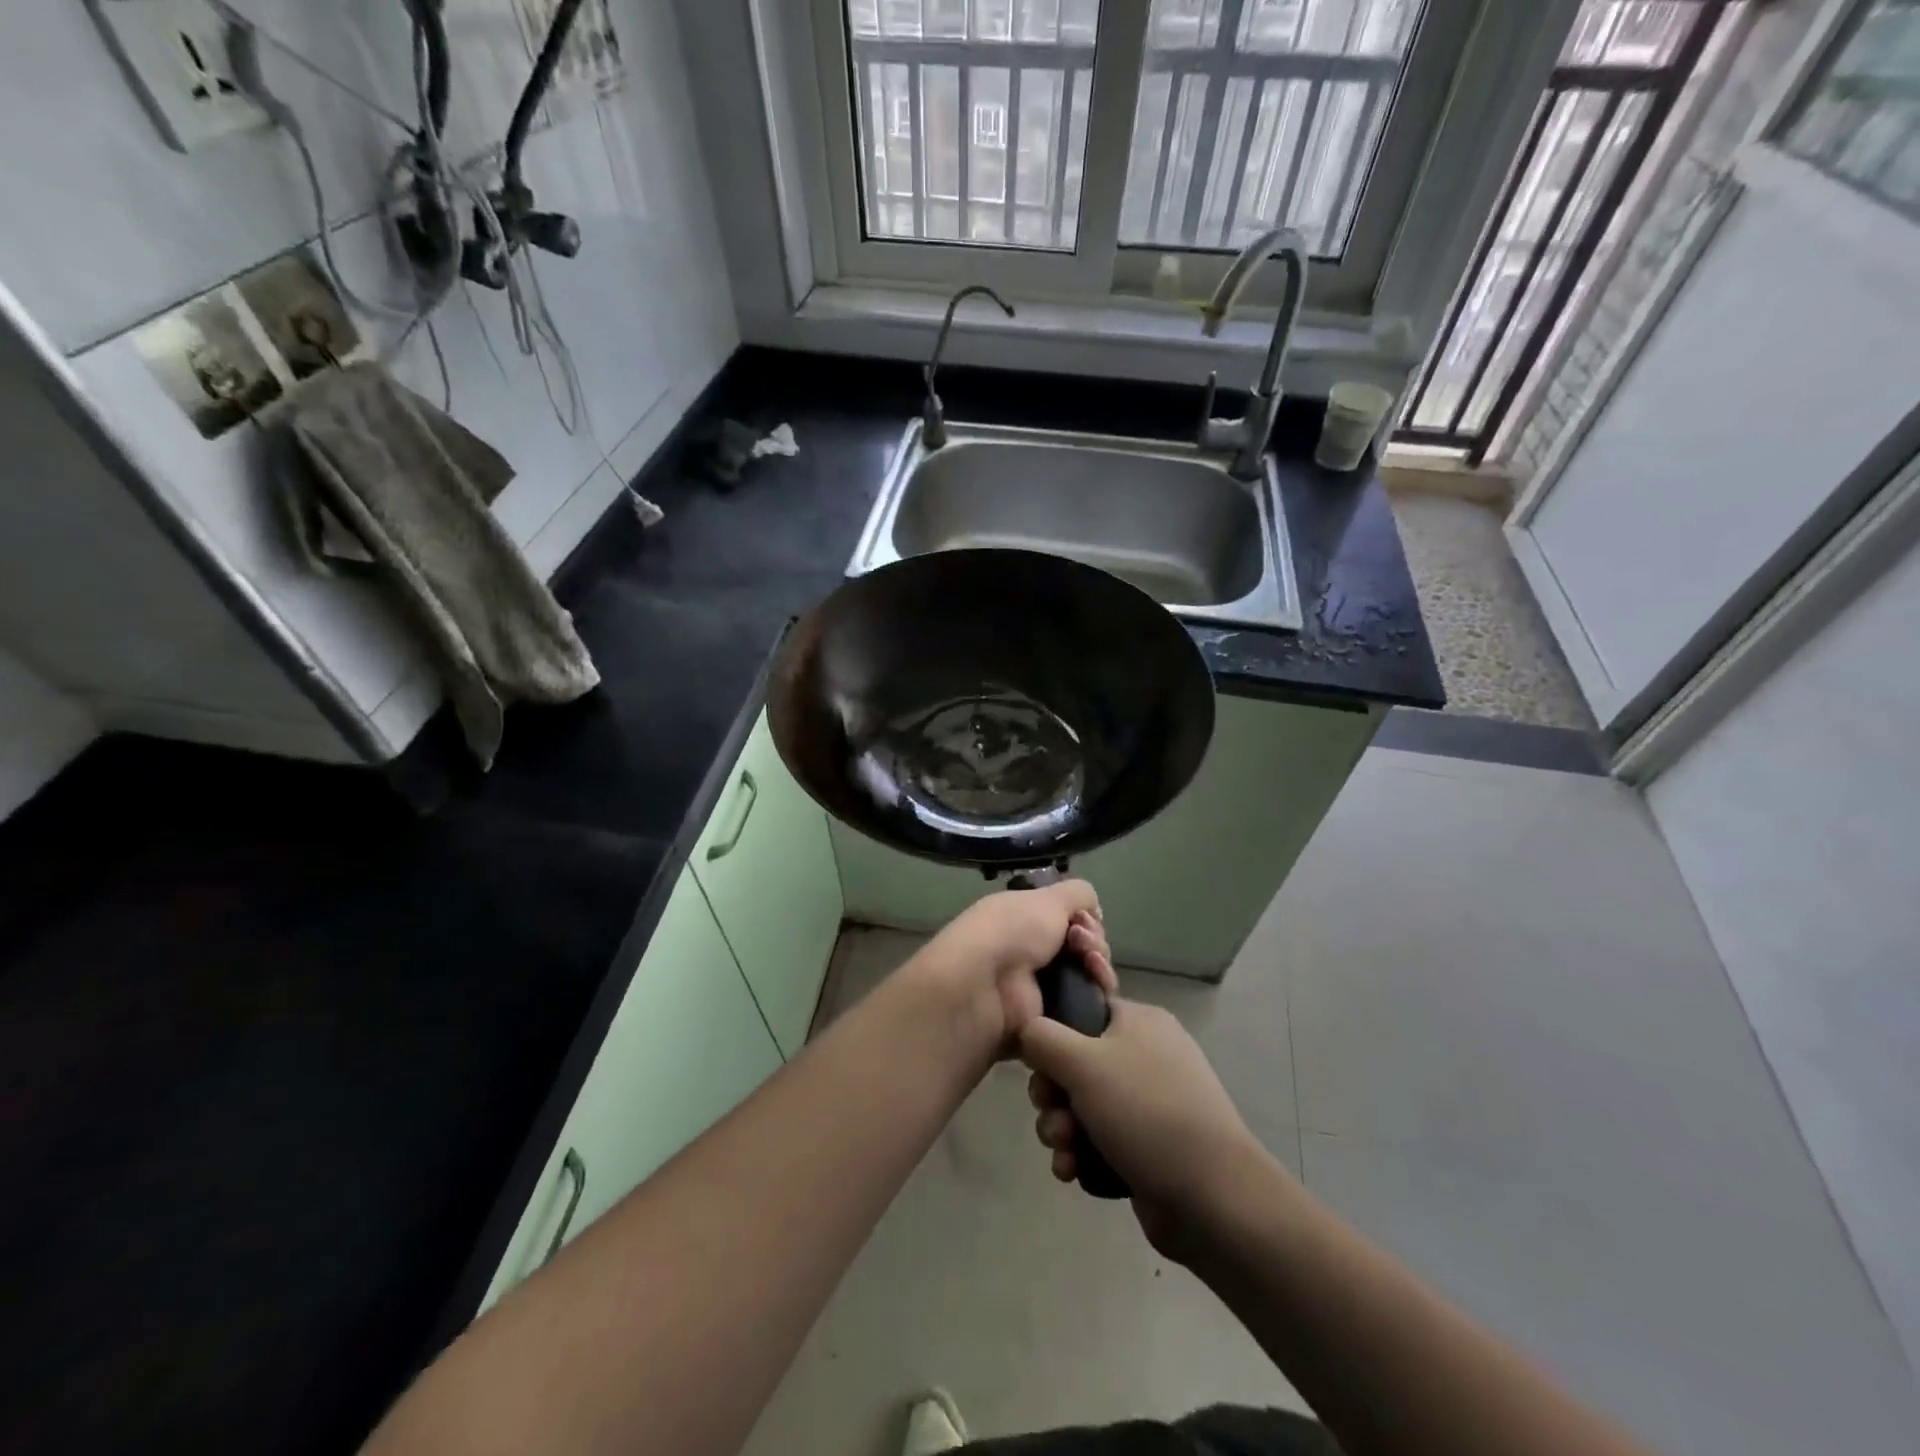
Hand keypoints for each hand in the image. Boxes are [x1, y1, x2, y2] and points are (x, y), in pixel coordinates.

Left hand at [915, 881, 1114, 1051]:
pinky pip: (1086, 1007)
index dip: (1085, 917)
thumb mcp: (1047, 898)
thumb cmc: (1012, 931)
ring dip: (1099, 966)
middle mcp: (1031, 952)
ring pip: (1089, 976)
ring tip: (1091, 964)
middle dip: (1094, 942)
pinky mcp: (1049, 1020)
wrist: (984, 986)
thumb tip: (1092, 909)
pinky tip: (1098, 987)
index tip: (1084, 920)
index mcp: (1024, 919)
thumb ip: (1076, 894)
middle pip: (1083, 947)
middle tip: (1083, 945)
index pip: (1069, 919)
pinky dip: (1097, 995)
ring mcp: (1040, 987)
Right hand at [1020, 997, 1275, 1261]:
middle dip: (1053, 1095)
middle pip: (1075, 1063)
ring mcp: (1149, 1105)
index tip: (1038, 1065)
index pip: (1081, 1012)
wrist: (1214, 1199)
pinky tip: (1073, 1172)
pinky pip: (1099, 1140)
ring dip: (1061, 1128)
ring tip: (1065, 1150)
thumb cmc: (1146, 1113)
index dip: (1052, 1037)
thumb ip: (1042, 1037)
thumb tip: (1027, 1030)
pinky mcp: (1147, 1148)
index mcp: (1139, 1022)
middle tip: (1051, 1113)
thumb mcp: (1083, 1062)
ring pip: (1082, 1106)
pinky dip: (1081, 1154)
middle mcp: (1145, 1056)